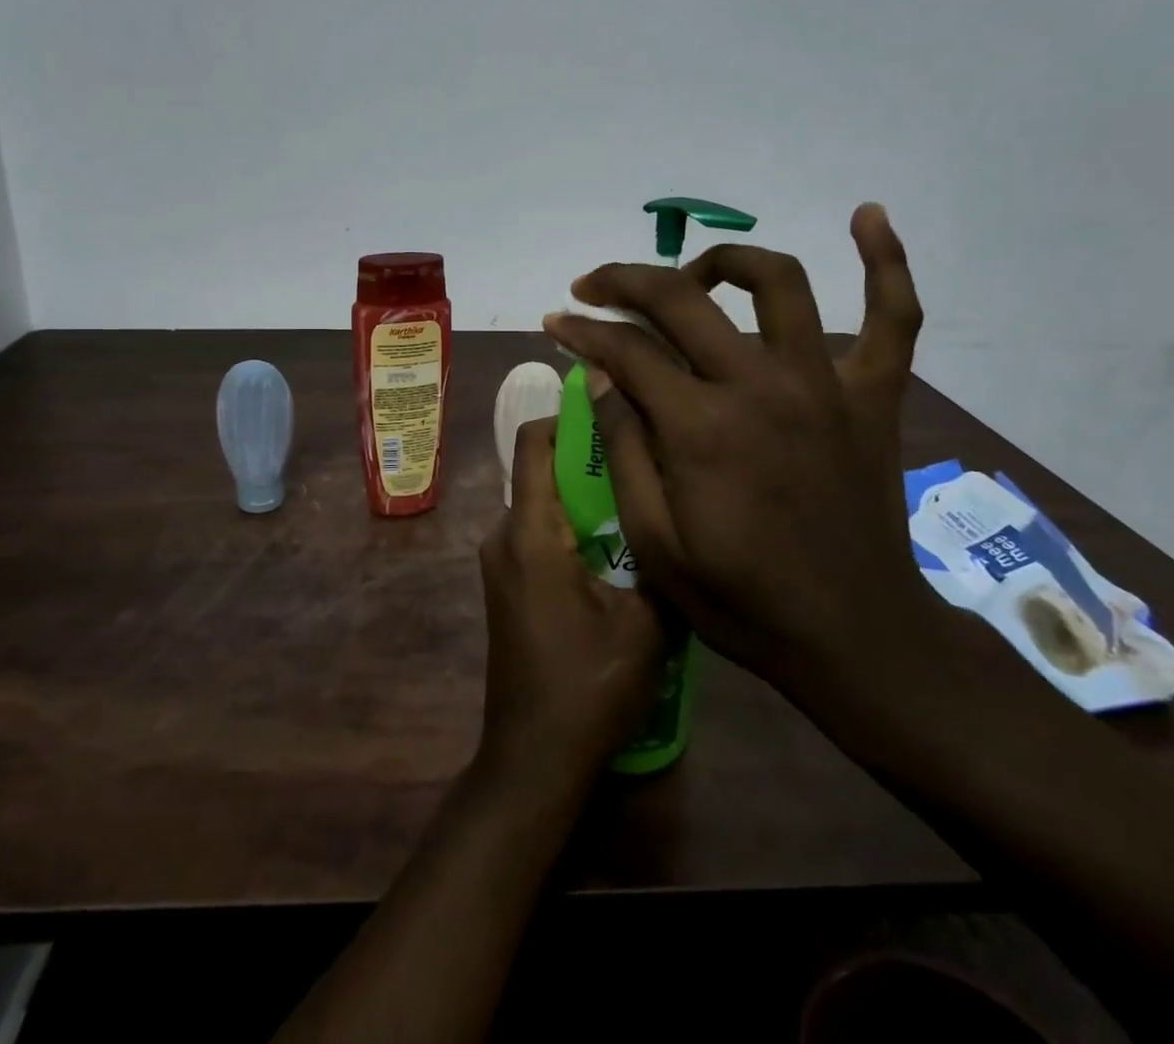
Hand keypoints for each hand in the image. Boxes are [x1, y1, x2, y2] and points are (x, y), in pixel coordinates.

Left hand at [475, 417, 666, 791]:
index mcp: (530, 532)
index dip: (569, 417)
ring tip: (639, 505)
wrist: (534, 757)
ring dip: (585, 497)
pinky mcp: (507, 584)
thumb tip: (673, 510)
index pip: (534, 442)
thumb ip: (656, 556)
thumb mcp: (646, 622)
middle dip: (590, 459)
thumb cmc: (588, 686)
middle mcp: (504, 535)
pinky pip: (539, 533)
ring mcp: (500, 562)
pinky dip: (573, 526)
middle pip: (542, 469)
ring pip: (544, 503)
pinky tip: (617, 551)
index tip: (615, 415)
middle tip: (645, 464)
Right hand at [540, 204, 932, 705]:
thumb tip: (601, 376)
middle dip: (624, 281)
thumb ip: (623, 450)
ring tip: (695, 274)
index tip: (556, 322)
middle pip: (682, 299)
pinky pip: (895, 315)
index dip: (581, 330)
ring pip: (778, 282)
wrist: (854, 637)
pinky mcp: (874, 396)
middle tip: (593, 285)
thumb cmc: (742, 600)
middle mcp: (762, 386)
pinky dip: (886, 262)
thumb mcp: (655, 544)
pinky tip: (867, 215)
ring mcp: (825, 384)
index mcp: (702, 428)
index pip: (626, 351)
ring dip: (725, 261)